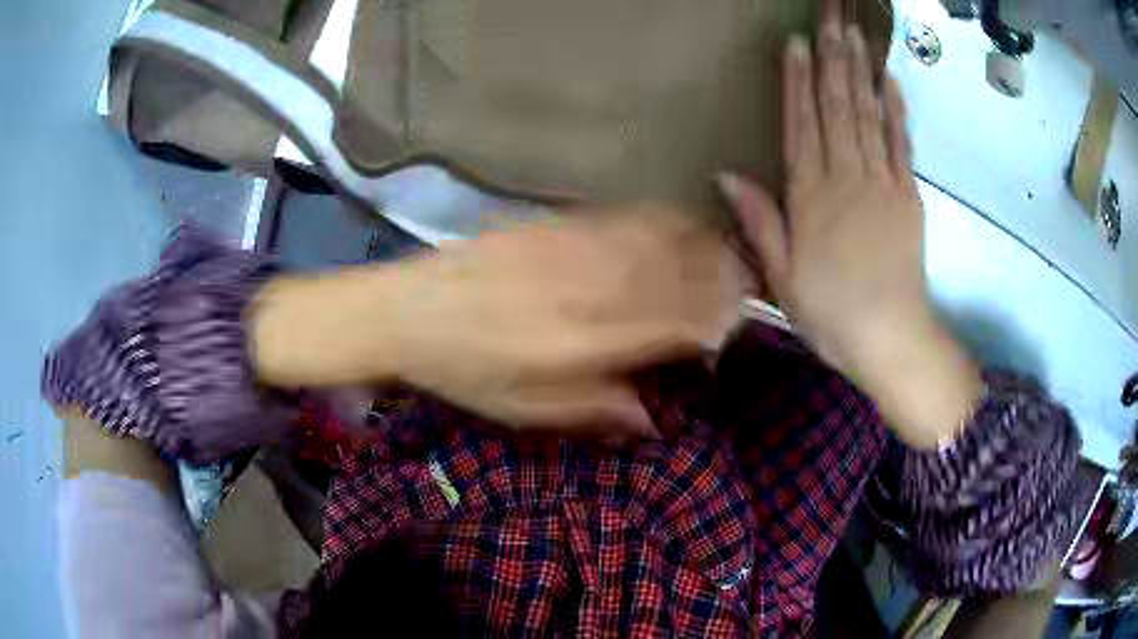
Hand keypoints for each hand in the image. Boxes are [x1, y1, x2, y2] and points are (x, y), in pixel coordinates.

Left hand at [252, 206, 741, 442]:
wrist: (408, 310)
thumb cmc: (465, 371)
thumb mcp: (528, 411)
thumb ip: (599, 411)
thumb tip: (657, 420)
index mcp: (588, 339)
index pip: (680, 321)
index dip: (717, 323)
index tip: (734, 329)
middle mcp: (592, 285)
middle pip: (684, 272)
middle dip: (725, 280)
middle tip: (742, 292)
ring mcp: (576, 245)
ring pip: (665, 237)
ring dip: (705, 247)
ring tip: (724, 259)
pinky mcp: (558, 222)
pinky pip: (629, 216)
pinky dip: (667, 222)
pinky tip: (677, 230)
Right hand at [718, 18, 980, 448]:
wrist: (891, 338)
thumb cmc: (830, 312)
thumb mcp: (781, 275)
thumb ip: (758, 220)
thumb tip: (725, 175)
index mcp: (811, 196)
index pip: (801, 124)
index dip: (797, 81)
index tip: (795, 44)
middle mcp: (846, 177)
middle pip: (836, 107)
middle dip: (831, 59)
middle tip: (828, 20)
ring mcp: (882, 182)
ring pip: (867, 116)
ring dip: (860, 71)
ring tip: (854, 35)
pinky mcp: (909, 195)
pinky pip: (901, 144)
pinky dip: (896, 110)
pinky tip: (889, 82)